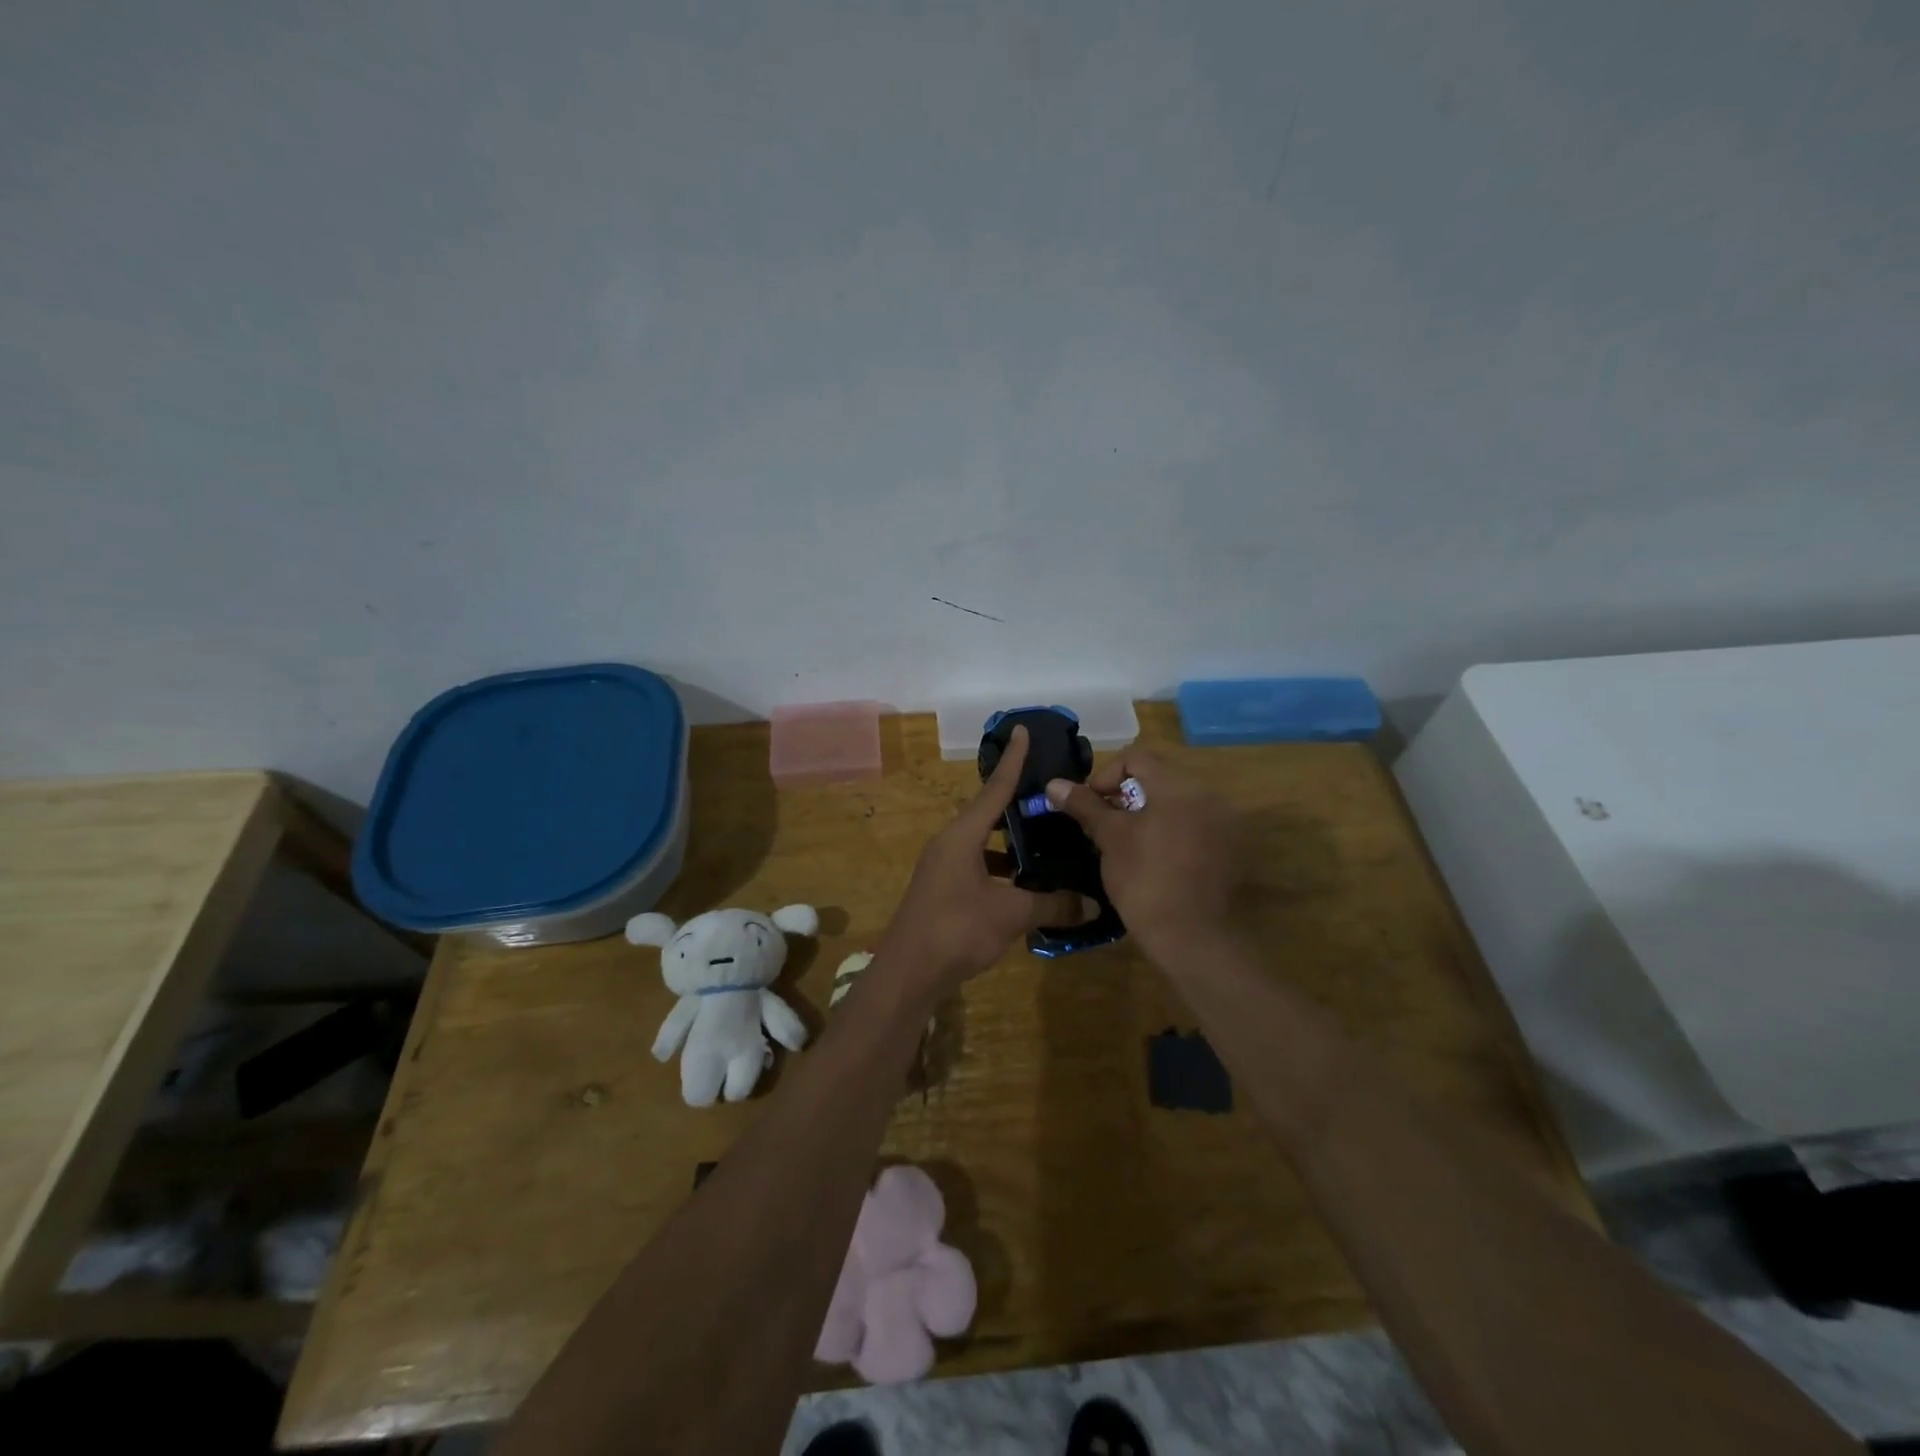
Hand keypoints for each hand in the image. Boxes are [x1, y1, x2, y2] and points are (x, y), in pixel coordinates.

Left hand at [879, 726, 1095, 998]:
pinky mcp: (942, 890)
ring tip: (1045, 842)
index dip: (1013, 760)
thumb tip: (1093, 904)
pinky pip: (977, 865)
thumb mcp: (1011, 915)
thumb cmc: (957, 929)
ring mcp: (942, 867)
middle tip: (1050, 796)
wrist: (908, 973)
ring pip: (982, 843)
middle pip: (987, 813)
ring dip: (1010, 842)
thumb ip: (1053, 905)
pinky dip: (1001, 868)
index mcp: (962, 835)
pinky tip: (1024, 885)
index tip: (1022, 730)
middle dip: (1017, 804)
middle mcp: (949, 843)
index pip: (995, 788)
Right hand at [1043, 745, 1238, 962]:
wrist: (1193, 938)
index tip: (1091, 805)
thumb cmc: (1145, 881)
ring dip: (1147, 813)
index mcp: (1180, 786)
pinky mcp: (1228, 849)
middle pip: (1158, 777)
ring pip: (1175, 802)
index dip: (1105, 775)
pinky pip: (1192, 825)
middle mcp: (1208, 796)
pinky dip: (1169, 831)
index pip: (1136, 756)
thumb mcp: (1110, 839)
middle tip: (1105, 825)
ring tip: (1126, 843)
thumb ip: (1085, 805)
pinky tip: (1154, 860)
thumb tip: (1054, 784)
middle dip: (1125, 796)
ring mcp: (1223, 823)